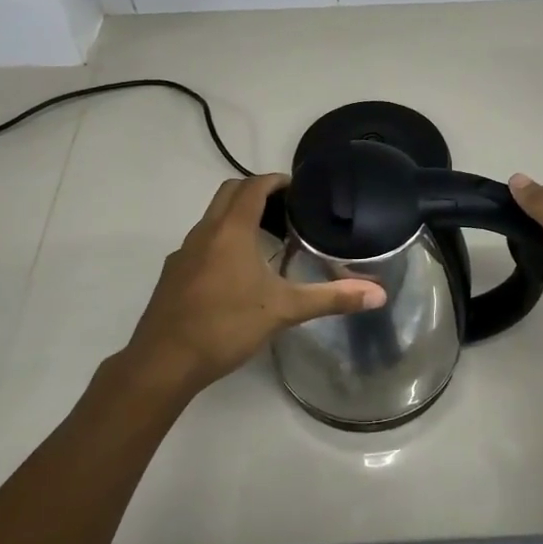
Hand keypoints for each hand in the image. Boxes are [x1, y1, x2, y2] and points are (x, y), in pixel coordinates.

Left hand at [122, 174, 386, 397]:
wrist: (163, 362)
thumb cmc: (225, 326)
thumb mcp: (284, 310)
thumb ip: (331, 299)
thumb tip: (379, 294)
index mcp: (231, 230)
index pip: (253, 186)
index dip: (276, 180)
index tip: (298, 188)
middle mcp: (205, 231)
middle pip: (229, 192)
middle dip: (255, 191)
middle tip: (285, 208)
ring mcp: (184, 252)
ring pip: (212, 217)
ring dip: (237, 215)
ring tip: (266, 237)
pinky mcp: (173, 273)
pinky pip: (201, 241)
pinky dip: (221, 239)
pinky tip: (236, 271)